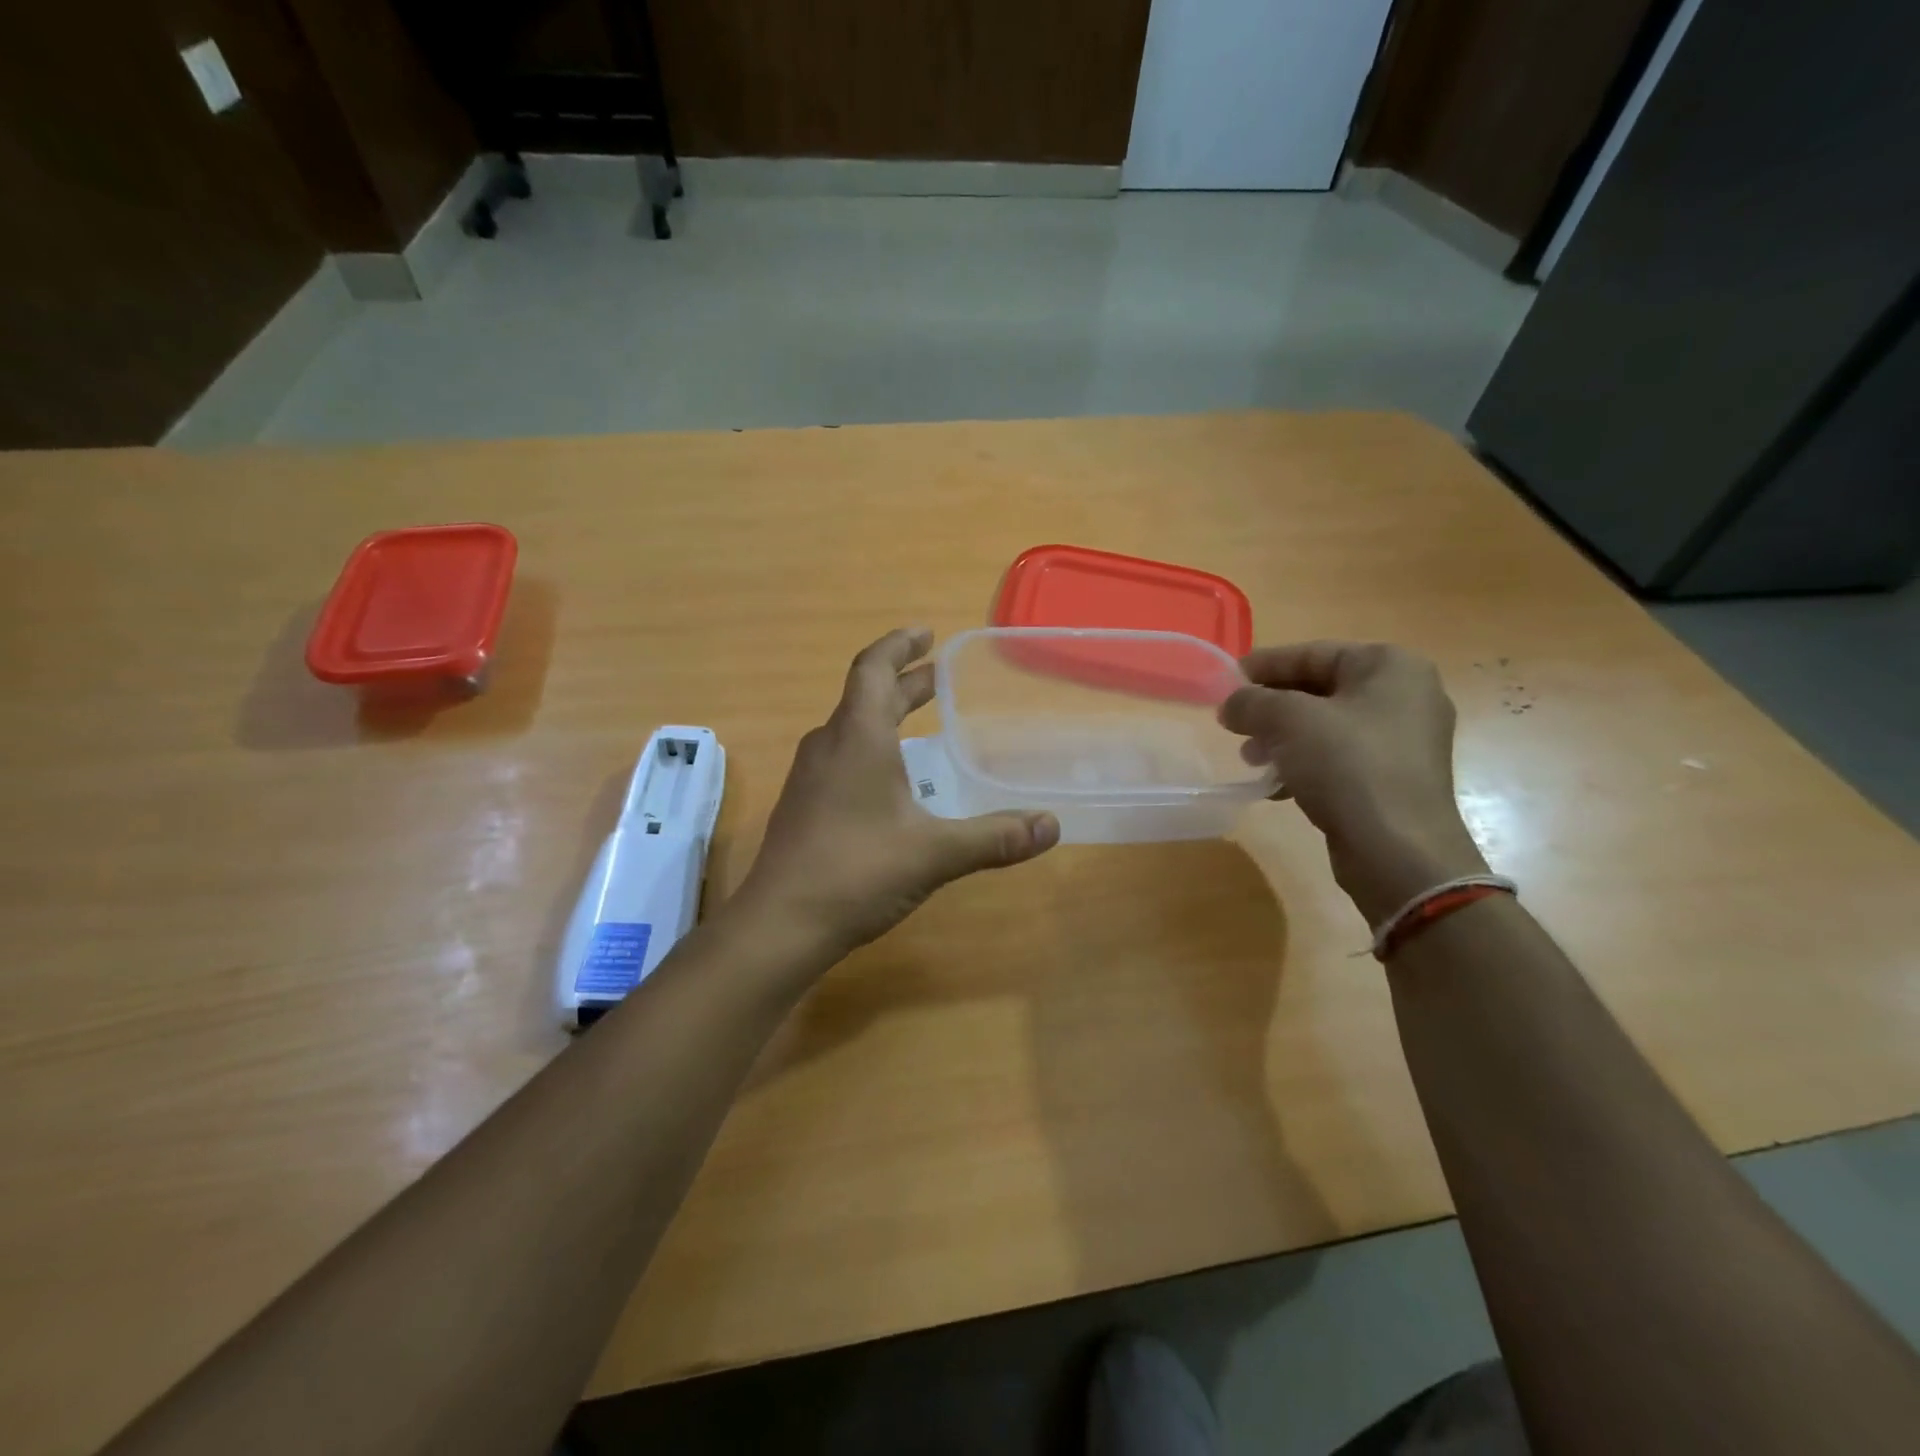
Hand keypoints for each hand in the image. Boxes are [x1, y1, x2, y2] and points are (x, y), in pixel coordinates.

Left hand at [737, 629, 1059, 956]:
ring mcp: (810, 777)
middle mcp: (828, 746)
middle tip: (938, 676)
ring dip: (885, 714)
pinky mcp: (804, 805)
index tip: (926, 634)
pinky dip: (871, 747)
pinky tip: (891, 779)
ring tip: (920, 720)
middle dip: (904, 682)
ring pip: (851, 727)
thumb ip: (993, 838)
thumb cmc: (856, 871)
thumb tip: (1051, 826)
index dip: (900, 646)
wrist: (780, 924)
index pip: (873, 668)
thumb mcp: (933, 853)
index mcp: (857, 737)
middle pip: (866, 696)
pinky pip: (841, 757)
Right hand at [1219, 641, 1485, 923]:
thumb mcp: (1288, 721)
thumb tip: (1231, 703)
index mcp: (1390, 666)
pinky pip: (1338, 759)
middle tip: (1234, 723)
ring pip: (1326, 727)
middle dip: (1271, 707)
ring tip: (1250, 759)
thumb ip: (1252, 701)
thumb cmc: (1348, 766)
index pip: (1313, 653)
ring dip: (1281, 739)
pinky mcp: (1394, 780)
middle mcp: (1405, 696)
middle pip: (1320, 689)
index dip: (1264, 665)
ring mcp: (1403, 741)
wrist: (1399, 851)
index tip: (1226, 681)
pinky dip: (1304, 765)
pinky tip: (1275, 786)